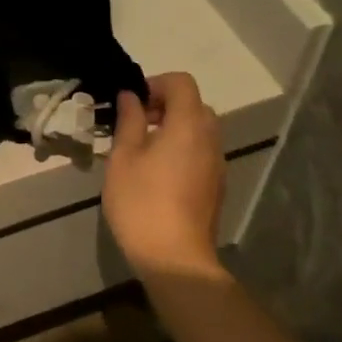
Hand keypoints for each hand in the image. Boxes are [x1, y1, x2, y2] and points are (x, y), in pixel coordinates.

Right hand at [103, 72, 225, 279]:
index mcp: (188, 125)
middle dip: (165, 105)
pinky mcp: (216, 186)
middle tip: (136, 124)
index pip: (182, 82)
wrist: (175, 259)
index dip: (156, 83)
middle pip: (194, 105)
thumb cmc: (142, 203)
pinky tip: (157, 174)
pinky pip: (201, 152)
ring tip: (143, 150)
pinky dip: (182, 149)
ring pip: (199, 130)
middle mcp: (210, 139)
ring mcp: (217, 164)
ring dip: (174, 128)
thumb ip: (129, 121)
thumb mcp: (124, 158)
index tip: (132, 102)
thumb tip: (131, 96)